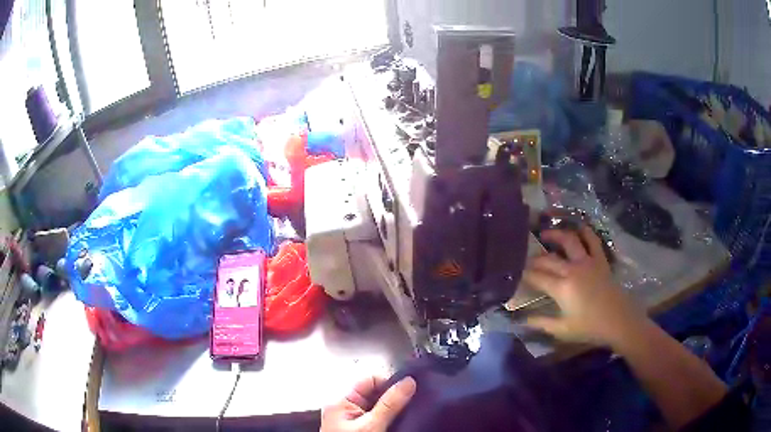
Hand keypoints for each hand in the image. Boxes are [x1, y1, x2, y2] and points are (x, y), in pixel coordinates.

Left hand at [321, 376, 415, 431]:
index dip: (390, 381)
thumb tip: (409, 381)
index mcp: (341, 400)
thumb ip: (390, 404)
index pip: (369, 380)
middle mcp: (346, 406)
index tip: (411, 389)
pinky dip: (391, 416)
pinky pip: (378, 416)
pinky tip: (404, 419)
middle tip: (417, 399)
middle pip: (375, 392)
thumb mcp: (372, 426)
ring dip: (395, 407)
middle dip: (394, 395)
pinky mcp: (361, 428)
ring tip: (414, 408)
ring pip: (379, 404)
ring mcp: (353, 418)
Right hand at [523, 226, 646, 347]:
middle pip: (548, 258)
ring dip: (556, 235)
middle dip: (534, 258)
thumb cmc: (590, 327)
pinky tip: (578, 228)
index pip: (537, 277)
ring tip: (546, 234)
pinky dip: (585, 232)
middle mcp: (572, 269)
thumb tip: (522, 320)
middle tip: (525, 260)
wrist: (619, 320)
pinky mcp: (600, 260)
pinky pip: (592, 240)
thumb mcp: (562, 330)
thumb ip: (541, 323)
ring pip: (569, 241)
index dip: (524, 274)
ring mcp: (587, 262)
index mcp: (562, 288)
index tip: (515, 273)